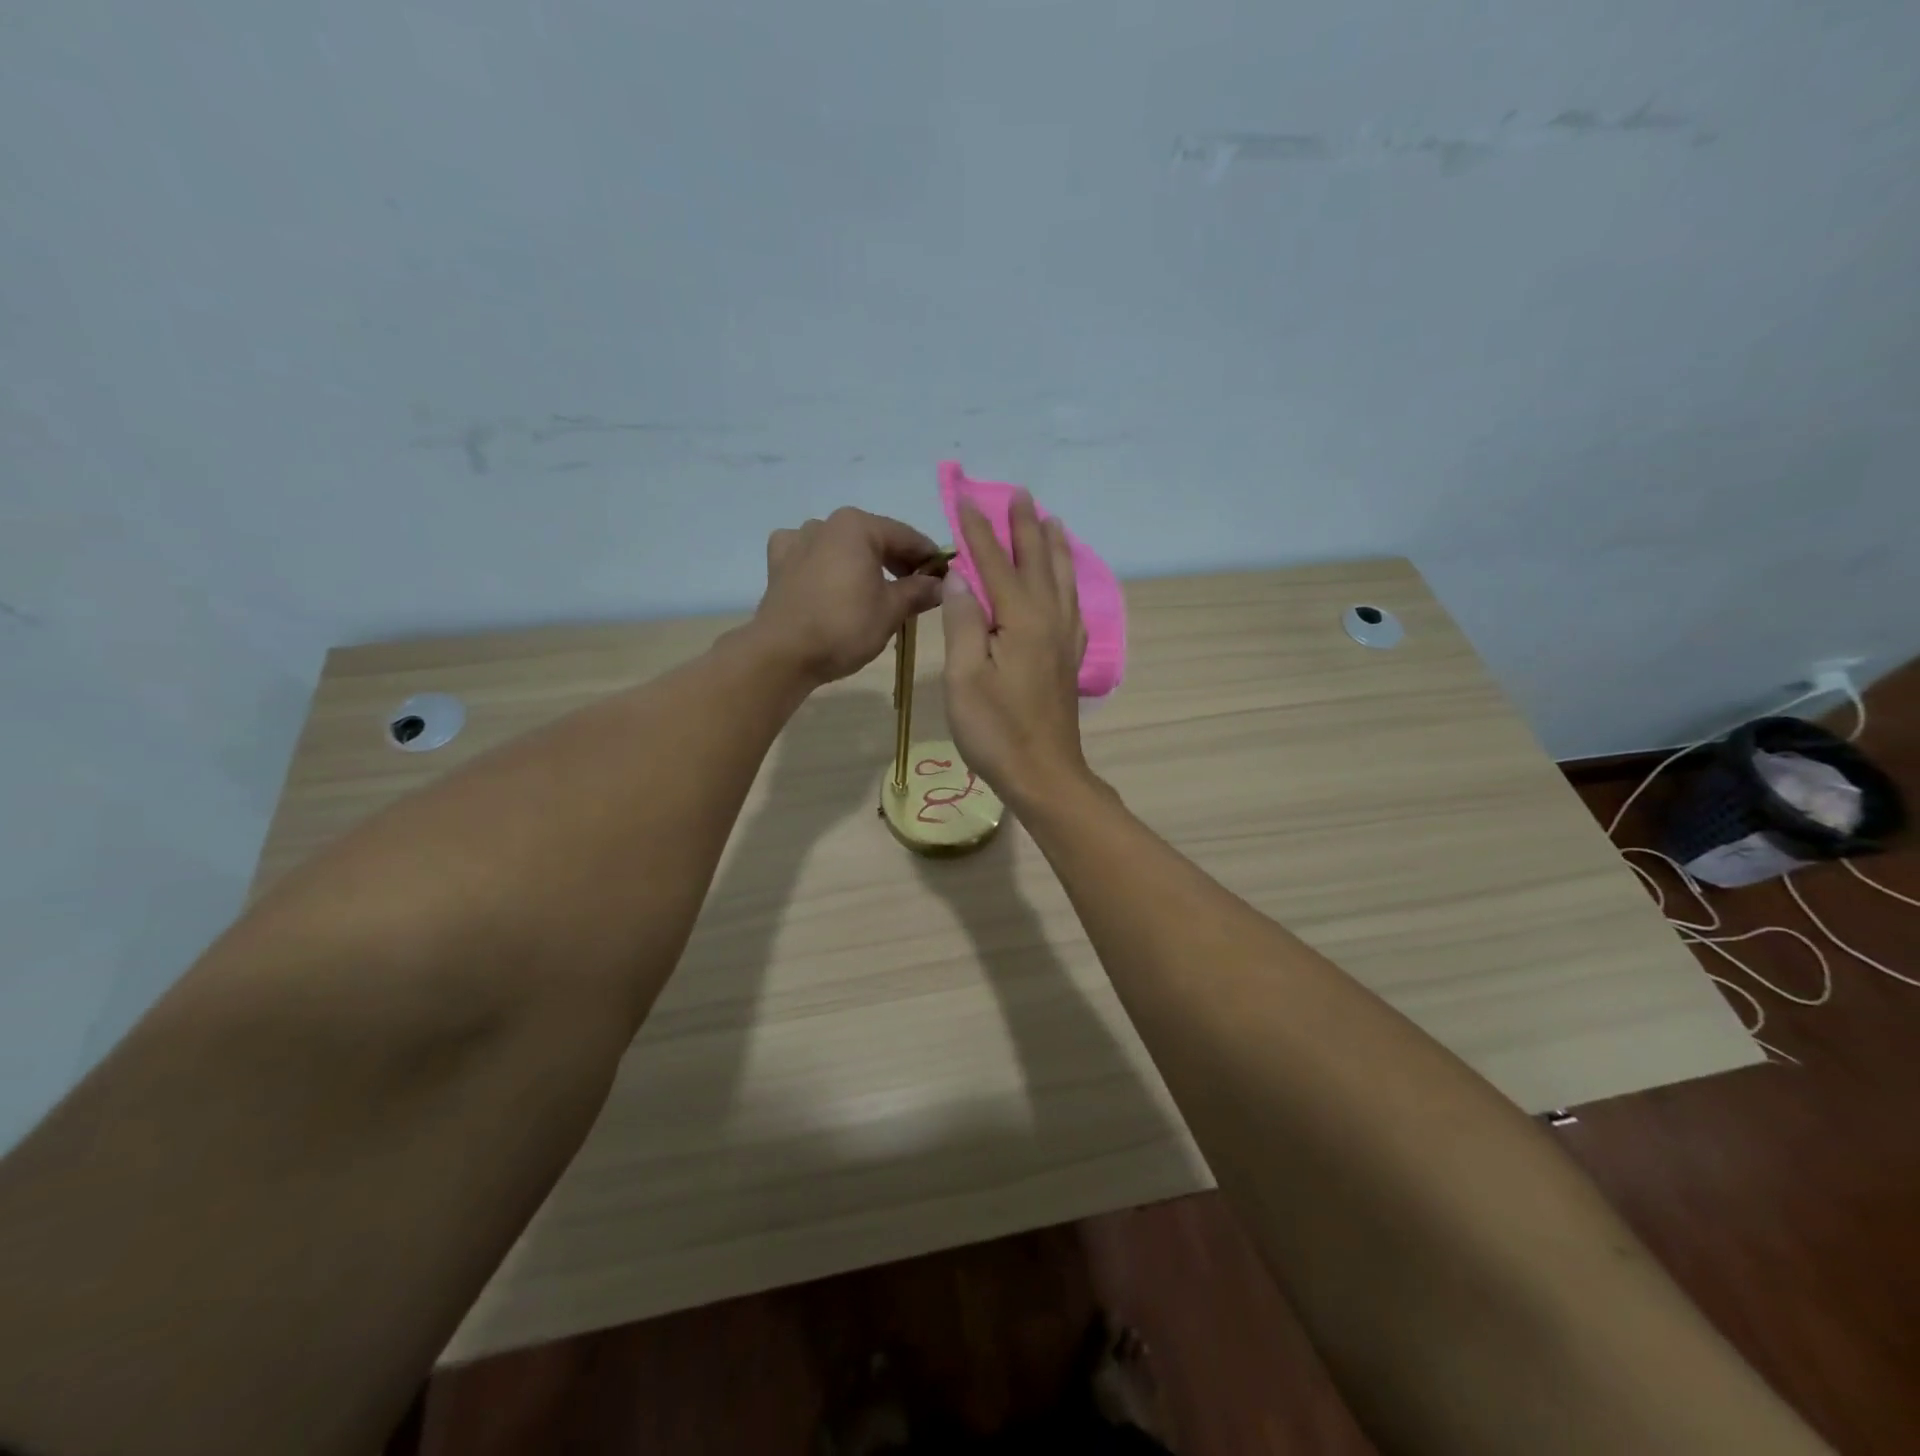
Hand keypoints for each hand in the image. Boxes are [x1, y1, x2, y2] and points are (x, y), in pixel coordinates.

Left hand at [752, 508, 945, 685]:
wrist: (783, 654)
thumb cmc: (844, 627)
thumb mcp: (891, 610)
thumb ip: (919, 591)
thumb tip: (941, 584)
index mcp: (858, 526)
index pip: (907, 537)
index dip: (930, 558)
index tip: (947, 578)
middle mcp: (826, 523)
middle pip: (874, 539)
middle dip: (898, 562)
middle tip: (917, 591)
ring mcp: (797, 540)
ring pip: (843, 547)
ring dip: (863, 564)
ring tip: (877, 592)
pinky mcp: (778, 564)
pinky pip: (811, 557)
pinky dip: (827, 566)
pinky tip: (831, 582)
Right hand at [941, 492, 1090, 807]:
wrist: (1044, 774)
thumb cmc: (996, 730)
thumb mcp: (964, 677)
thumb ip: (964, 622)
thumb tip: (961, 577)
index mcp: (1020, 620)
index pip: (995, 564)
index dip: (978, 531)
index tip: (965, 499)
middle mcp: (1049, 620)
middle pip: (1037, 563)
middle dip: (1025, 527)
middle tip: (1020, 494)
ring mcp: (1064, 640)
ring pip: (1062, 580)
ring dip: (1054, 548)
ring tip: (1052, 522)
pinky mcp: (1069, 660)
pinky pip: (1073, 607)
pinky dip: (1070, 584)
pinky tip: (1068, 585)